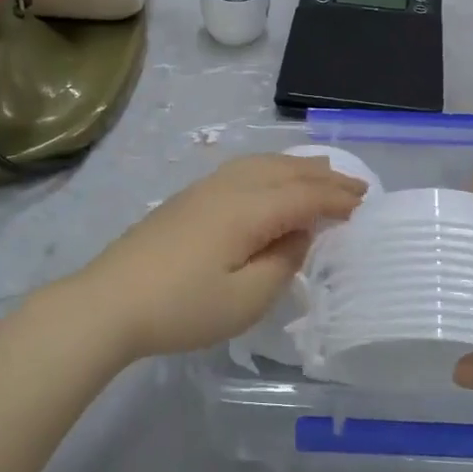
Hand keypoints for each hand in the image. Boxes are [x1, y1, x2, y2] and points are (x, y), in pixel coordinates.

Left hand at [76, 154, 366, 360]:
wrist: (108, 302)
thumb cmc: (182, 307)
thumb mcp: (245, 299)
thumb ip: (282, 263)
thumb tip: (298, 235)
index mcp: (248, 208)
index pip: (304, 195)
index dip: (336, 198)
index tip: (364, 204)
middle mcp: (229, 187)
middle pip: (285, 170)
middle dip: (323, 175)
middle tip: (354, 183)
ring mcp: (204, 189)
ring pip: (261, 163)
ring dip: (296, 166)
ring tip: (319, 172)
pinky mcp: (187, 199)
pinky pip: (242, 169)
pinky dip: (269, 169)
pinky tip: (269, 181)